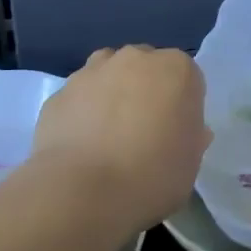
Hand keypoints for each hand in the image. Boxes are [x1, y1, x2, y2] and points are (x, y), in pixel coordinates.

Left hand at [28, 45, 209, 237]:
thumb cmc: (151, 176)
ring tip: (109, 135)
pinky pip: (79, 98)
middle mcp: (134, 58)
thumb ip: (191, 137)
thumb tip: (187, 129)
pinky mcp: (59, 92)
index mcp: (176, 69)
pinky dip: (82, 113)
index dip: (182, 106)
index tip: (176, 133)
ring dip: (112, 94)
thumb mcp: (190, 163)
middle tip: (144, 132)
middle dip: (146, 91)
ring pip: (108, 74)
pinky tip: (81, 145)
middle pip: (146, 68)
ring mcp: (92, 72)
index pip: (187, 79)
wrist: (82, 192)